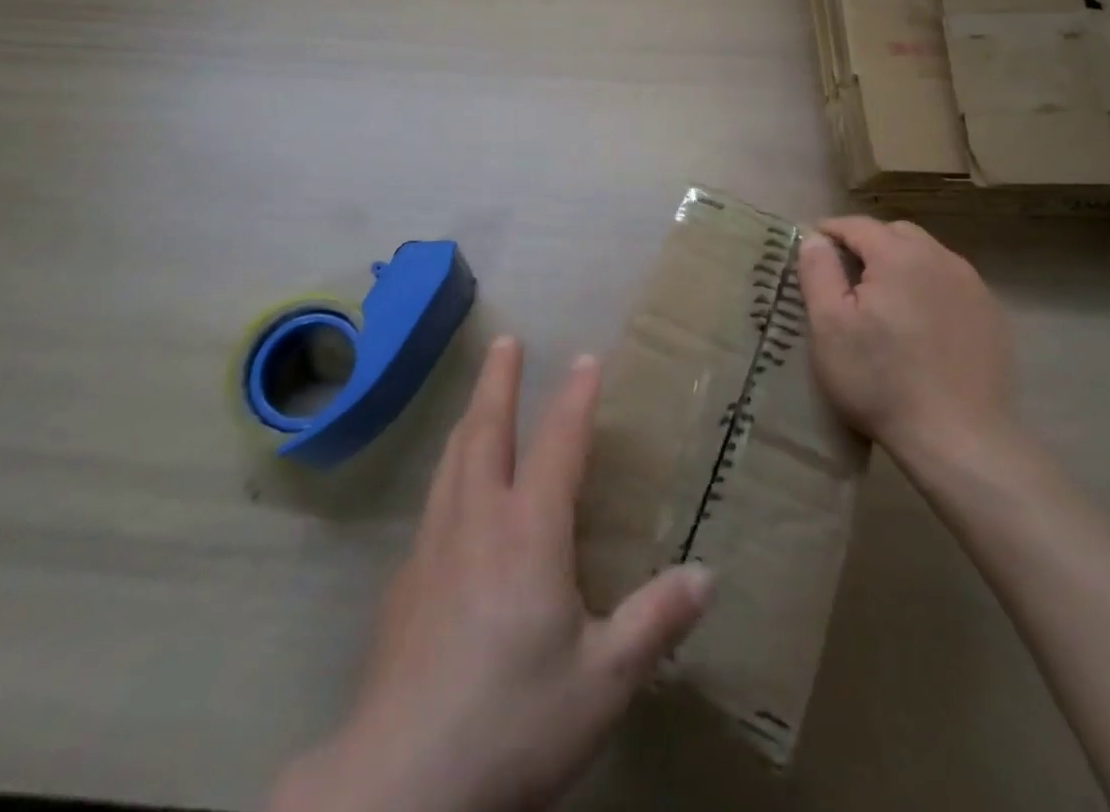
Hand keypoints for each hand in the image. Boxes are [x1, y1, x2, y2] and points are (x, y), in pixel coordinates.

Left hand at [273, 338, 713, 811]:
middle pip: (487, 430)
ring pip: (453, 458)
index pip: (558, 443)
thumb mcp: (603, 681)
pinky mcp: (405, 581)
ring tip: (478, 395)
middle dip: (499, 380)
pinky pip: (434, 499)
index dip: (575, 397)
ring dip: (470, 416)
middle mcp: (478, 519)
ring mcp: (434, 546)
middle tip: (505, 341)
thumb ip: (655, 622)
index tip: (586, 358)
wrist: (402, 782)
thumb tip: (708, 576)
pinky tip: (450, 490)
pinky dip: (449, 468)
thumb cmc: (514, 720)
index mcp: (529, 531)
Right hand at [796, 217, 1016, 465]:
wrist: (960, 438)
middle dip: (867, 243)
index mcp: (898, 255)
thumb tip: (815, 238)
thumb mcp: (829, 326)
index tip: (812, 248)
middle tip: (845, 274)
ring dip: (900, 264)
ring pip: (927, 255)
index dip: (830, 231)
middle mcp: (940, 258)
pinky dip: (928, 287)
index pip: (857, 225)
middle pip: (896, 233)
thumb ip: (818, 271)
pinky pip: (951, 283)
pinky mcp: (991, 315)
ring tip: (882, 298)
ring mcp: (972, 286)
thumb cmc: (881, 380)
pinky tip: (920, 322)